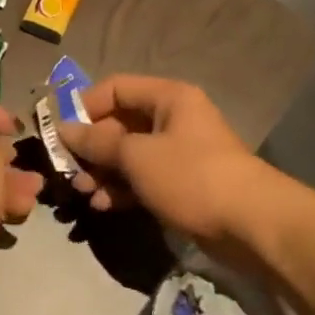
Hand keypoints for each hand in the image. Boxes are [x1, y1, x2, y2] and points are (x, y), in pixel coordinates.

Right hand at [57, 76, 261, 252]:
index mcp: (168, 97)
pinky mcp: (184, 184)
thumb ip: (98, 142)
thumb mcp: (137, 156)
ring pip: (130, 154)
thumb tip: (64, 129)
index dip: (85, 107)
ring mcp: (180, 153)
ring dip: (104, 172)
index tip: (61, 133)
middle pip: (121, 123)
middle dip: (92, 147)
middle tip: (69, 171)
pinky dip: (123, 189)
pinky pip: (144, 178)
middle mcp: (174, 118)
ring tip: (84, 193)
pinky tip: (103, 206)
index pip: (115, 88)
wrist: (252, 226)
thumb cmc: (191, 176)